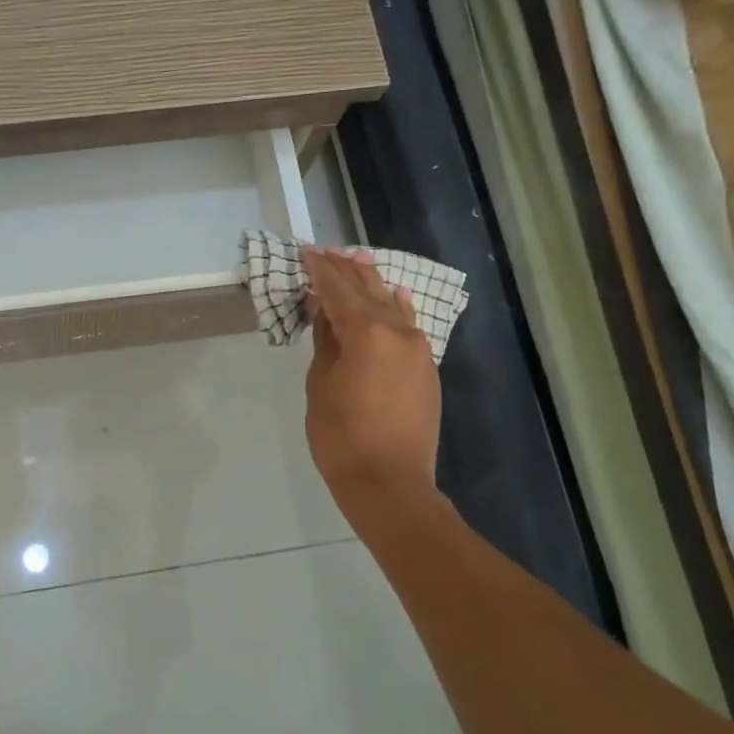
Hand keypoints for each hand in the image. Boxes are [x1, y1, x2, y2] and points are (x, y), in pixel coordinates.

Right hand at [302, 247, 442, 522]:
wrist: (390, 482)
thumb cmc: (341, 436)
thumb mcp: (320, 385)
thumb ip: (325, 342)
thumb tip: (325, 312)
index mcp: (366, 333)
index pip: (338, 291)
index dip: (320, 271)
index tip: (306, 252)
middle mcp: (398, 332)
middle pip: (367, 291)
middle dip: (346, 271)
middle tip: (327, 251)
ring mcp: (418, 350)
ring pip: (392, 305)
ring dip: (372, 285)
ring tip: (357, 262)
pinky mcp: (426, 368)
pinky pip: (409, 326)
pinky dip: (397, 308)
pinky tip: (395, 295)